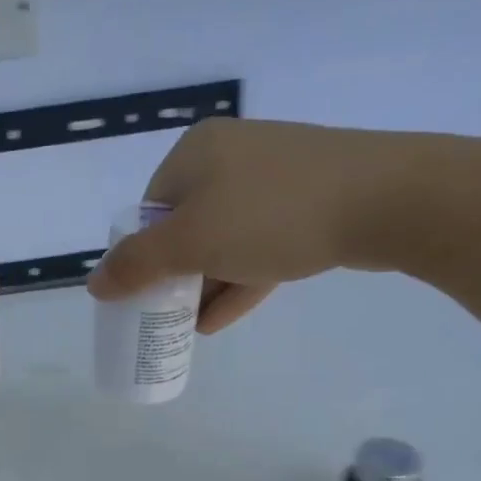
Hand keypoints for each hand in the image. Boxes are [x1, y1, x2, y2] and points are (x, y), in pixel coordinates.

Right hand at [85, 118, 423, 330]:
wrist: (386, 199)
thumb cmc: (271, 215)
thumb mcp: (191, 243)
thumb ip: (137, 266)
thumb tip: (94, 283)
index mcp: (197, 152)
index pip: (151, 208)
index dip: (141, 255)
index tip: (143, 295)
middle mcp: (233, 157)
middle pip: (187, 225)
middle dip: (174, 276)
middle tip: (164, 315)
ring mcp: (276, 180)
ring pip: (225, 239)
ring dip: (204, 285)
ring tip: (187, 327)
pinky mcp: (310, 205)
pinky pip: (260, 246)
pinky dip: (238, 281)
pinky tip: (219, 320)